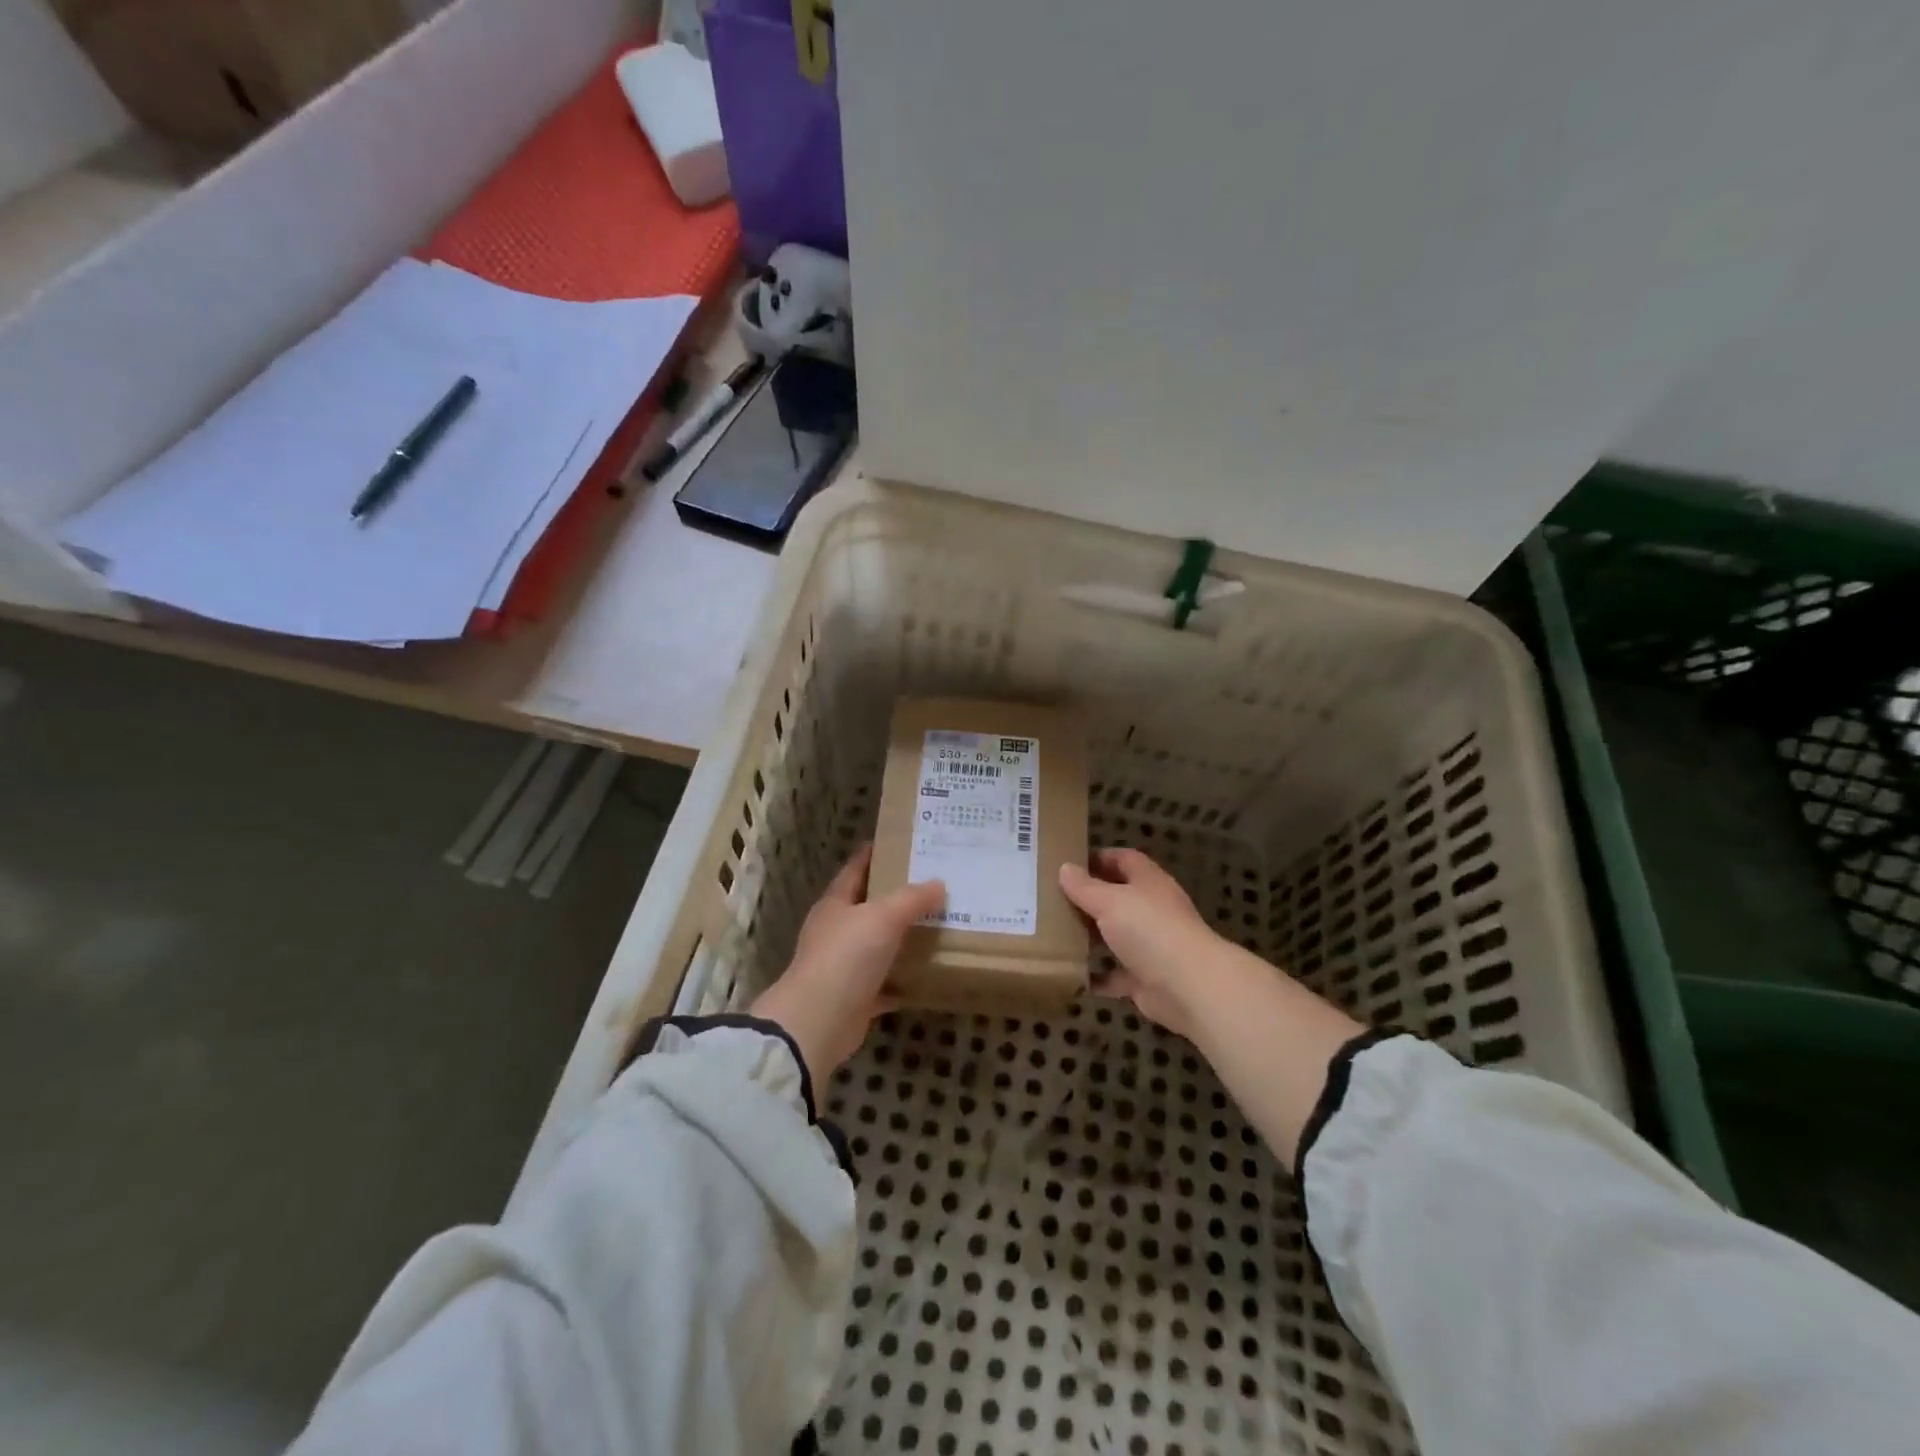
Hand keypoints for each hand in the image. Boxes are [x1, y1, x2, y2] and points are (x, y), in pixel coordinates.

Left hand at [752, 844, 944, 1082]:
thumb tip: (939, 884)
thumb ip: (912, 899)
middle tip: (933, 884)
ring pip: (878, 945)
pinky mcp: (855, 999)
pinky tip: (928, 974)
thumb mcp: (883, 917)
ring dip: (902, 938)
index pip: (855, 869)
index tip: (901, 843)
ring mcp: (844, 966)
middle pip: (868, 907)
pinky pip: (886, 984)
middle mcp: (836, 931)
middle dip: (896, 896)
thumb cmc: (846, 956)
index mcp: (835, 904)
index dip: (874, 854)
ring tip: (938, 925)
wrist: (819, 1021)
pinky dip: (904, 980)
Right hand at [1059, 848, 1226, 1036]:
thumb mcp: (1110, 901)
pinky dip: (1098, 976)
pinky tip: (1073, 974)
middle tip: (1053, 900)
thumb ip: (1085, 887)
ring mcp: (1151, 945)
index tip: (1068, 863)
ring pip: (1116, 936)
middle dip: (1089, 899)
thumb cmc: (1149, 931)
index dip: (1098, 858)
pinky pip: (1117, 974)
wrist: (1189, 987)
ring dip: (1091, 937)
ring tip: (1056, 935)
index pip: (1124, 859)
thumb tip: (1065, 868)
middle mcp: (1152, 910)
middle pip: (1118, 898)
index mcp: (1148, 882)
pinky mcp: (1146, 978)